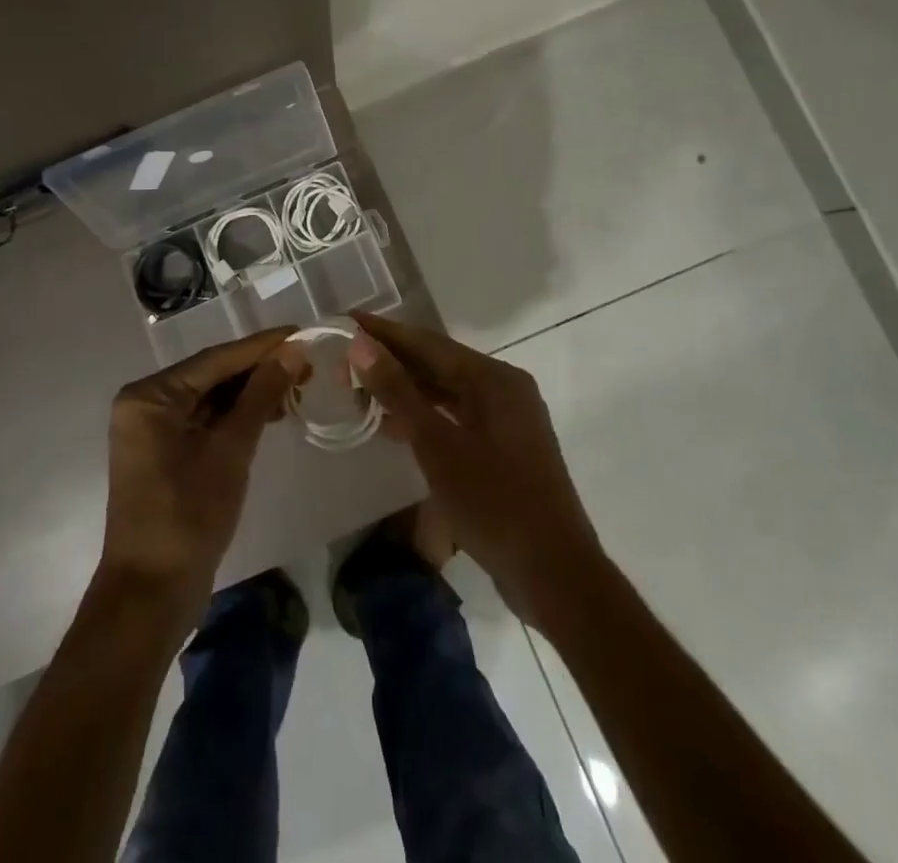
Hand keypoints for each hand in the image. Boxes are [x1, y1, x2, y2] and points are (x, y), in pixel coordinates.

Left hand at [97, 329, 300, 618]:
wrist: (151, 595)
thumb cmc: (189, 515)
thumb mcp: (231, 450)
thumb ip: (261, 395)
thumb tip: (293, 352)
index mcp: (150, 396)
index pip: (215, 359)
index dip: (261, 346)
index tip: (301, 332)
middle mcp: (146, 404)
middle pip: (211, 375)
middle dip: (259, 370)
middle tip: (306, 363)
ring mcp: (153, 430)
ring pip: (210, 398)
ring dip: (251, 393)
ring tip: (297, 386)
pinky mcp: (164, 453)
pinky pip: (204, 421)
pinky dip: (236, 417)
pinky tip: (271, 413)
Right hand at [351, 312, 603, 627]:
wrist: (555, 575)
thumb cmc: (494, 503)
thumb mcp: (437, 445)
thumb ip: (398, 391)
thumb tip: (360, 345)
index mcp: (494, 378)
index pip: (427, 342)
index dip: (383, 332)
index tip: (345, 321)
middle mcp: (504, 388)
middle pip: (438, 363)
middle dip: (390, 361)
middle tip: (343, 362)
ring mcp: (507, 419)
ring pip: (446, 391)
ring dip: (405, 390)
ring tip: (359, 390)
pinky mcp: (504, 447)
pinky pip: (456, 416)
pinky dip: (425, 416)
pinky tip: (393, 425)